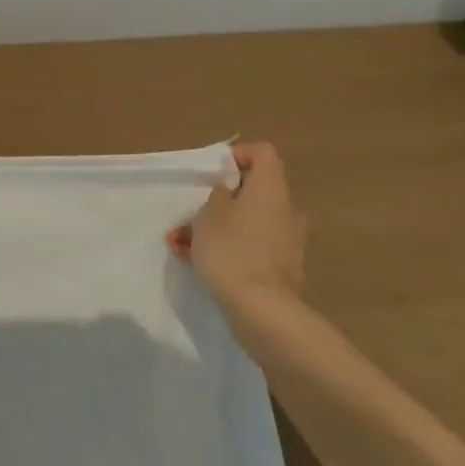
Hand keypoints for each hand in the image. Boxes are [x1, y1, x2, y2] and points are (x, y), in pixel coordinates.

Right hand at [167, 143, 306, 307]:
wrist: (261, 311)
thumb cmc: (232, 249)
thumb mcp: (210, 212)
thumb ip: (217, 193)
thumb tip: (227, 191)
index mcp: (271, 190)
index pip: (263, 154)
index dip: (237, 155)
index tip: (212, 172)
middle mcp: (285, 212)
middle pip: (252, 192)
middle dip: (218, 200)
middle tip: (190, 211)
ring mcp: (285, 243)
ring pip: (245, 223)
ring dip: (214, 228)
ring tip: (179, 242)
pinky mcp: (278, 270)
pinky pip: (249, 249)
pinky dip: (225, 250)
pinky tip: (194, 262)